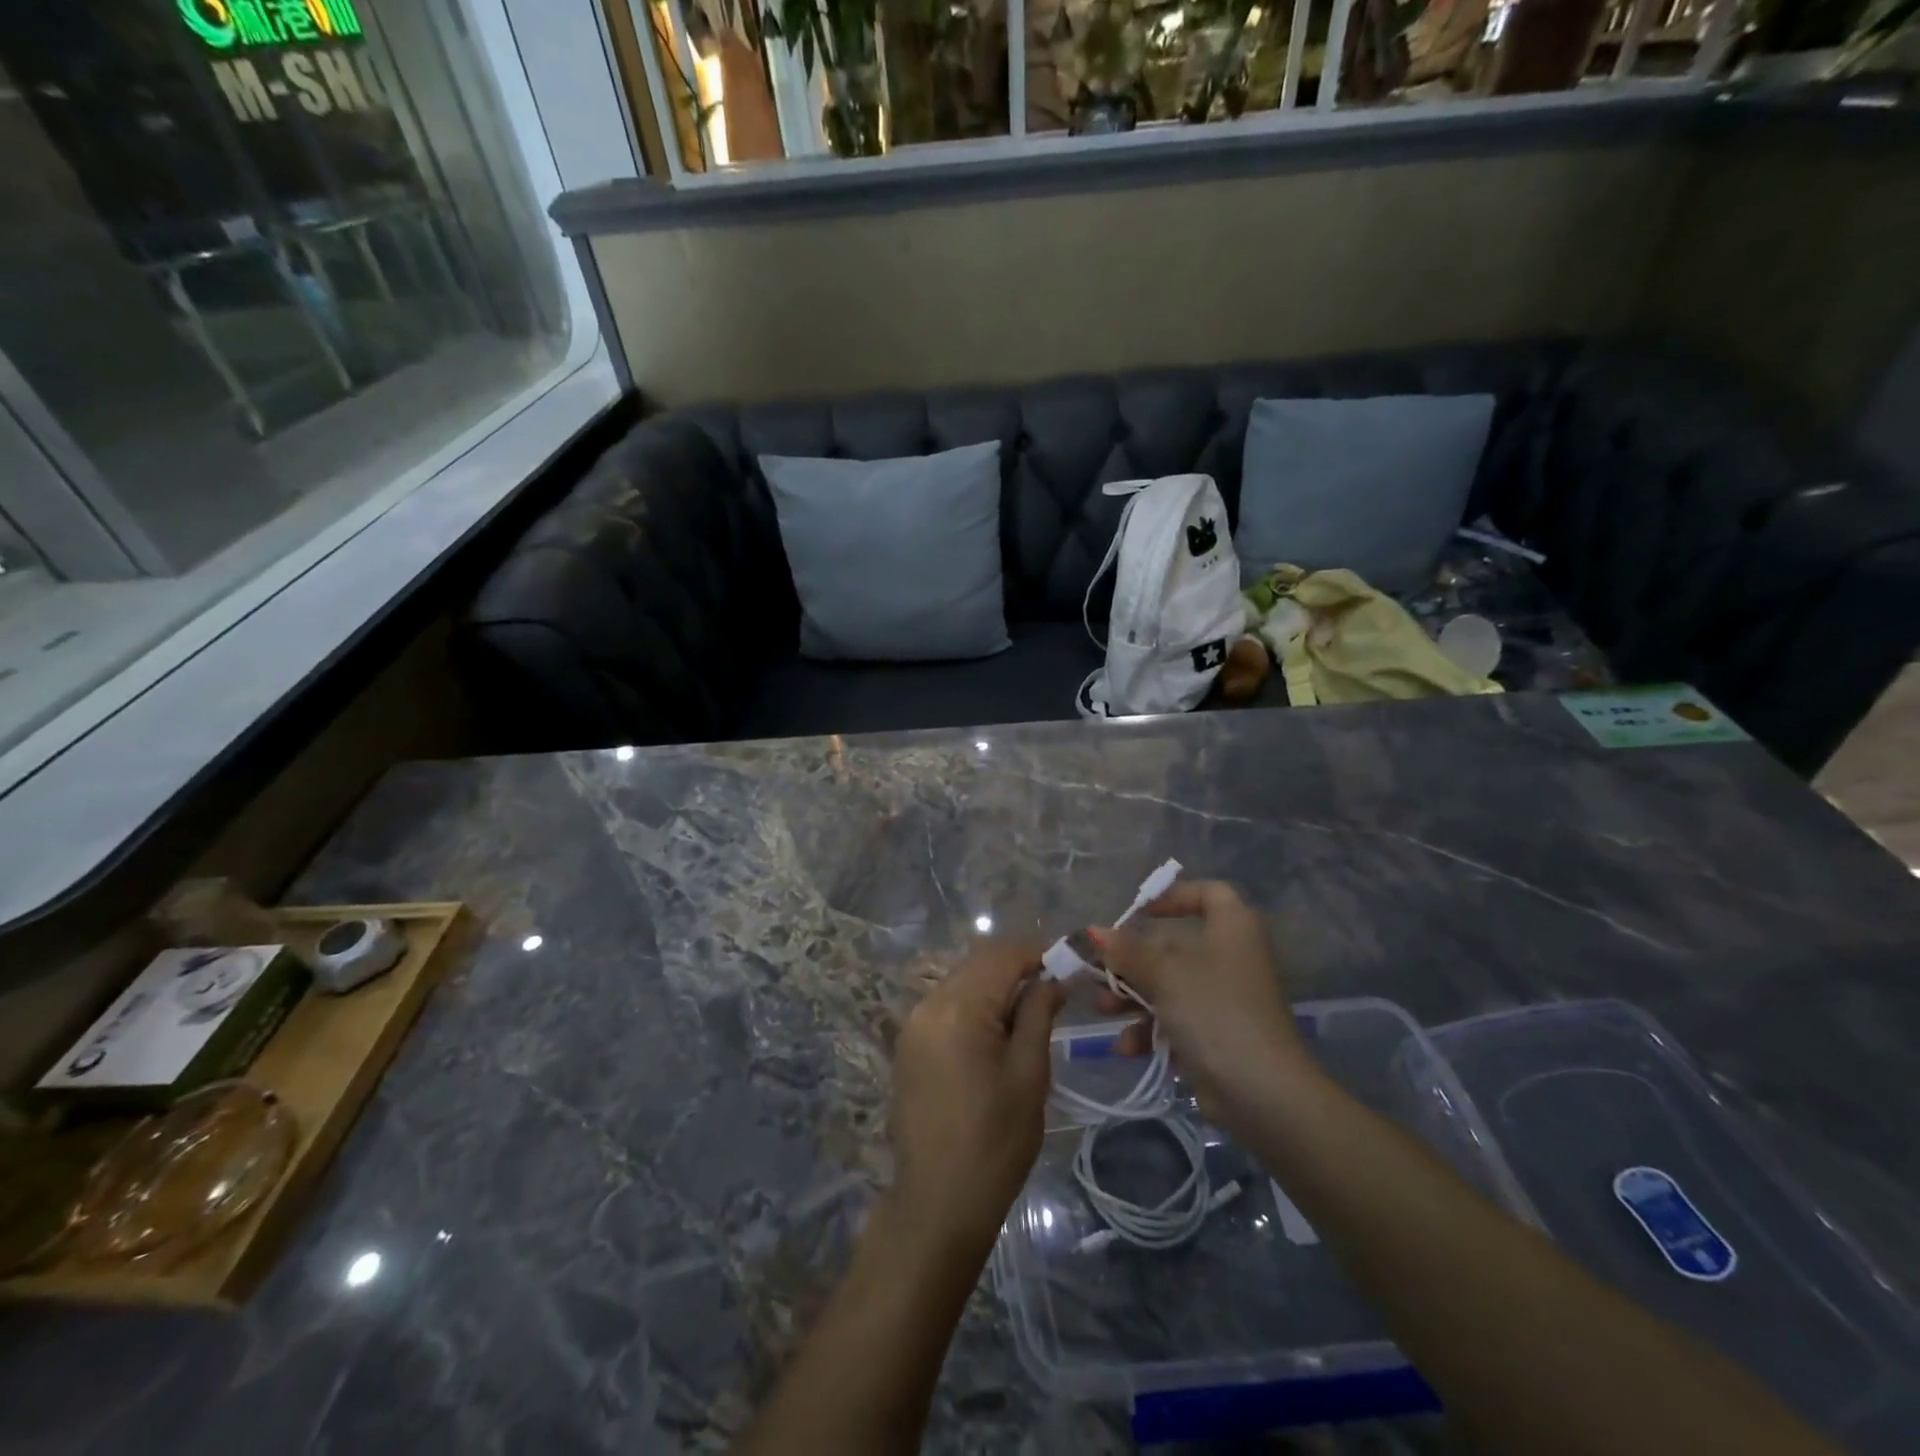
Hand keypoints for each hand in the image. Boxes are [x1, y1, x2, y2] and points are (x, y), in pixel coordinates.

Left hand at [886, 940, 1063, 1256]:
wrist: (937, 1203)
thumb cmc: (995, 1142)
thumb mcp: (1029, 1074)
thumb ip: (1038, 1014)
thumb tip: (1053, 979)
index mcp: (958, 1009)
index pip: (1000, 956)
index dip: (1036, 953)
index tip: (1068, 963)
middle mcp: (928, 1004)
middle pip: (977, 964)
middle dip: (1016, 967)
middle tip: (1054, 987)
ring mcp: (913, 1024)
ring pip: (961, 982)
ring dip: (995, 985)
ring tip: (1030, 1010)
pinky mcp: (908, 1044)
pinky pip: (946, 1005)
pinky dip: (974, 1005)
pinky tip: (997, 1030)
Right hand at [1095, 879, 1312, 1127]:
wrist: (1261, 1092)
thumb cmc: (1214, 1011)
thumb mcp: (1164, 974)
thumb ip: (1126, 951)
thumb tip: (1092, 931)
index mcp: (1231, 929)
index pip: (1209, 894)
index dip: (1174, 896)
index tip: (1138, 912)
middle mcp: (1231, 957)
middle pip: (1175, 946)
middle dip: (1132, 960)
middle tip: (1098, 969)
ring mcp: (1224, 999)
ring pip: (1169, 986)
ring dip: (1132, 997)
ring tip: (1102, 1010)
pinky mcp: (1216, 1036)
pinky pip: (1176, 1021)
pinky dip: (1150, 1030)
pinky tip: (1127, 1047)